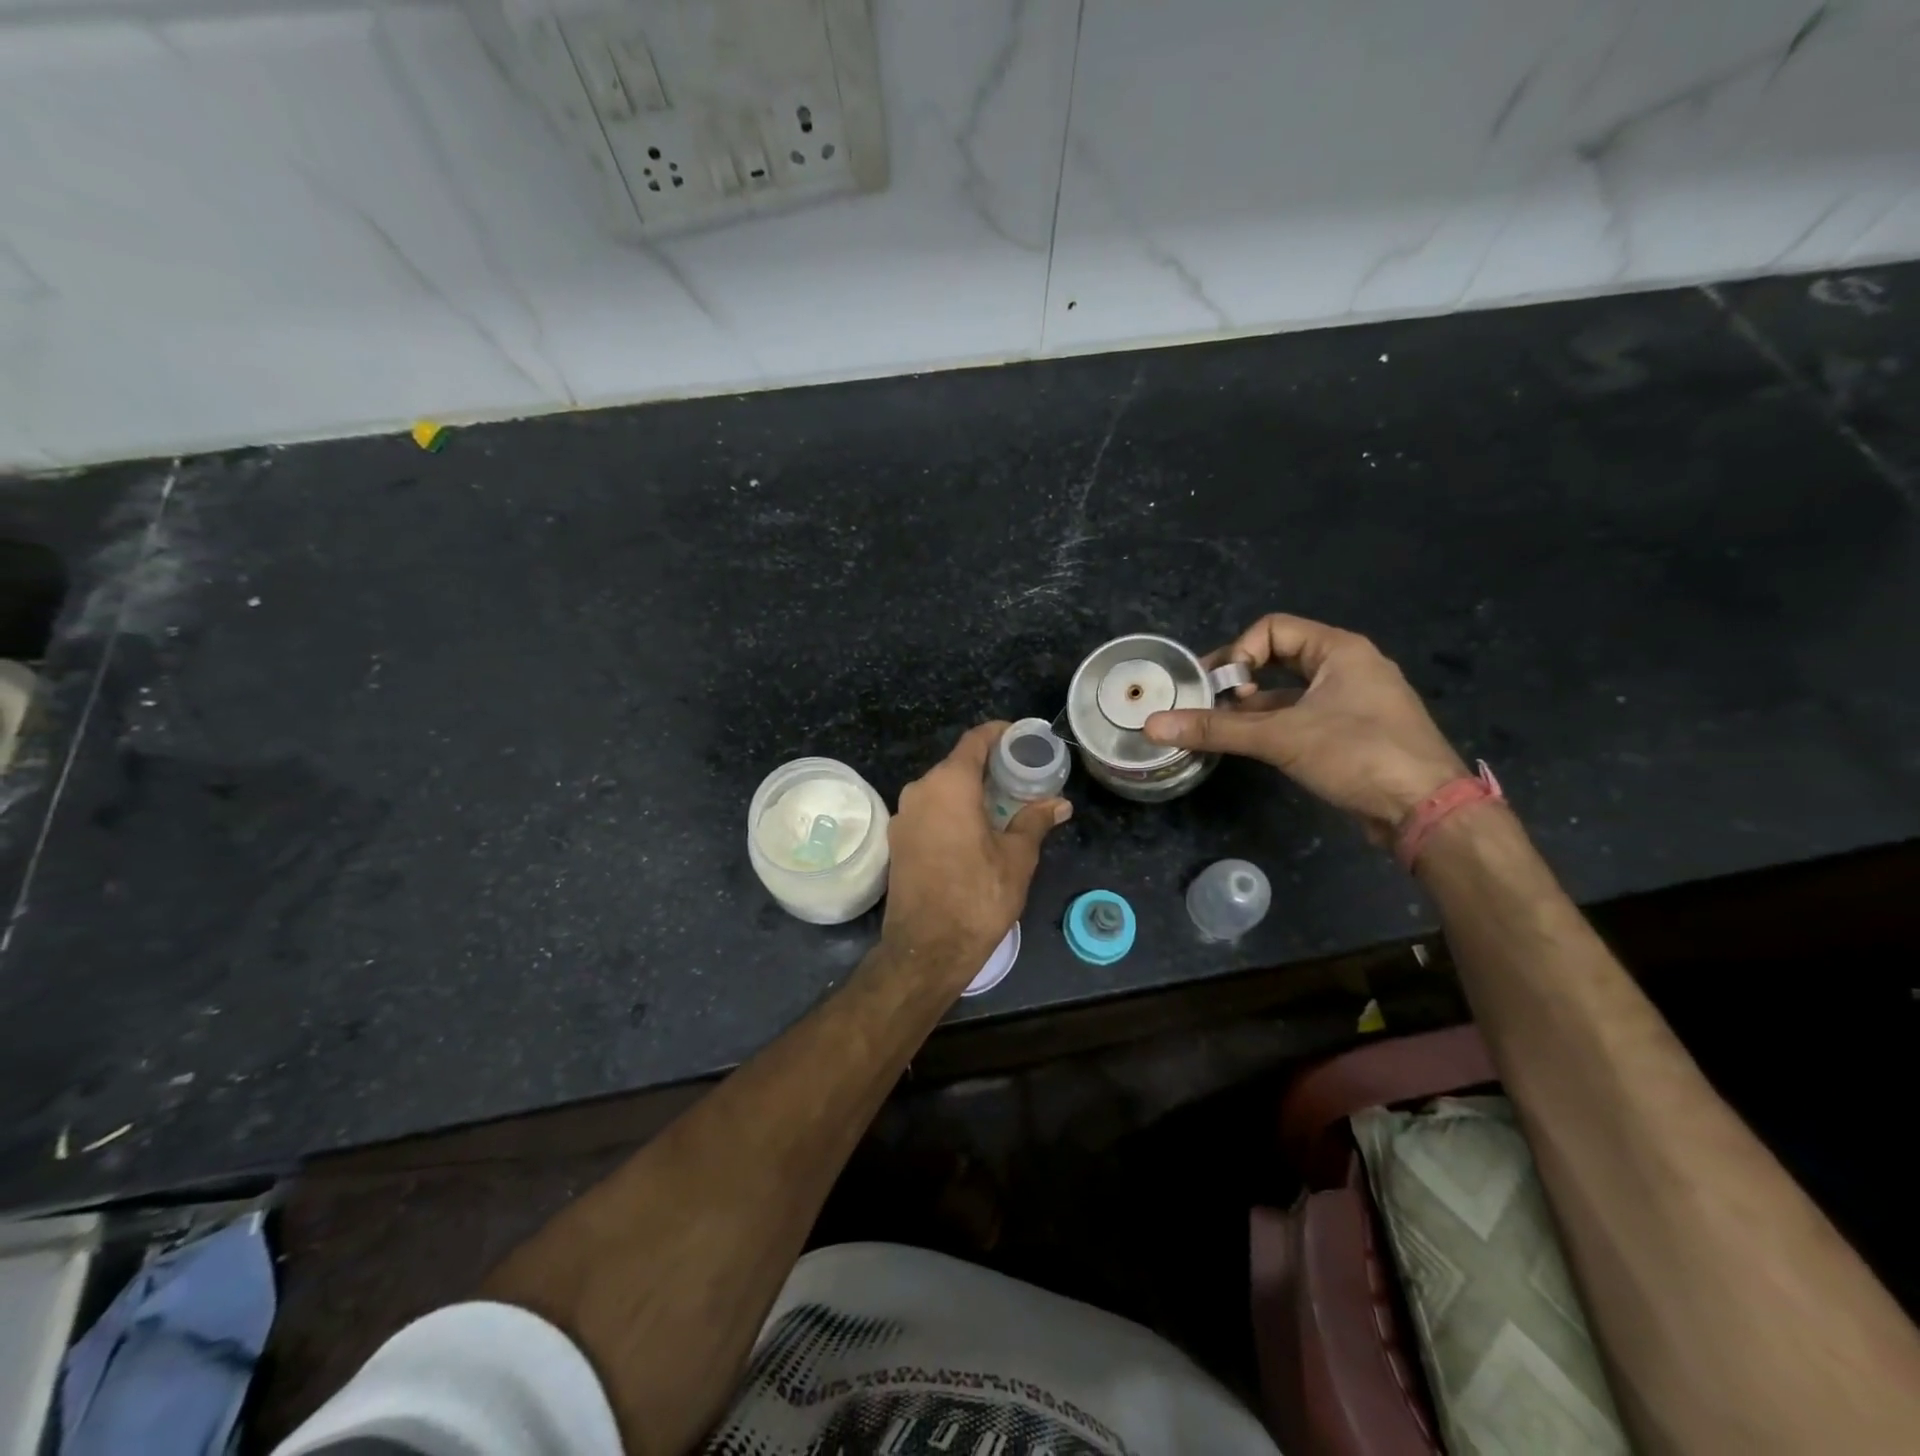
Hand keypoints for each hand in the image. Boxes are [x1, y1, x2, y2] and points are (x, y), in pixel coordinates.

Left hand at [883, 721, 1071, 972]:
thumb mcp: (1016, 858)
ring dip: (970, 791)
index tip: (1021, 738)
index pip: (975, 741)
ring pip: (941, 789)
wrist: (926, 949)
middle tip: (1021, 777)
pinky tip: (975, 829)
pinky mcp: (897, 841)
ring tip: (1003, 804)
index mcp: (949, 785)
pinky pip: (929, 811)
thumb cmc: (977, 896)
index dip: (999, 733)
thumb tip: (1058, 803)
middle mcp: (920, 791)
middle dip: (989, 767)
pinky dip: (952, 810)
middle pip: (957, 764)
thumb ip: (1035, 821)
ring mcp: (903, 816)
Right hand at [1144, 613, 1466, 841]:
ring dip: (1251, 707)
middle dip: (1239, 679)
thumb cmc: (1358, 754)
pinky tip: (1248, 746)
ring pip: (1288, 692)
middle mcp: (1347, 667)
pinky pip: (1301, 717)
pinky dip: (1271, 726)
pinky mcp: (1350, 733)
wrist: (1426, 811)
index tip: (1218, 688)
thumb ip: (1216, 729)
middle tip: (1205, 703)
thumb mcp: (1281, 738)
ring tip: (1217, 728)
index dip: (1238, 653)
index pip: (1272, 629)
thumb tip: (1153, 725)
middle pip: (1278, 657)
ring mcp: (1352, 702)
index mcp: (1339, 650)